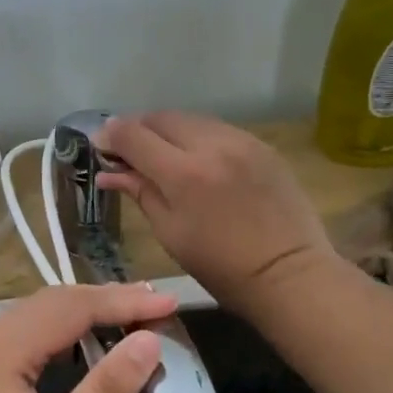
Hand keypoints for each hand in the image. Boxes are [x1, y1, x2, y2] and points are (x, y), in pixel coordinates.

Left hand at [0, 282, 175, 392]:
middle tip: (156, 305)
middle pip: (50, 303)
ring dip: (81, 314)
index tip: (170, 303)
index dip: (123, 302)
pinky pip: (20, 338)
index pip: (71, 307)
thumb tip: (149, 340)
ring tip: (128, 316)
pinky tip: (80, 346)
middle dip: (104, 300)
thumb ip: (106, 389)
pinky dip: (57, 334)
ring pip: (33, 317)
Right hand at [95, 111, 337, 316]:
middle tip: (128, 152)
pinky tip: (195, 160)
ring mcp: (241, 141)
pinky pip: (217, 129)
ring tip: (161, 155)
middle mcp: (211, 145)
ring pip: (189, 119)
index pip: (133, 135)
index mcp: (183, 174)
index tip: (102, 148)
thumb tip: (108, 172)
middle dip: (138, 130)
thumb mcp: (170, 233)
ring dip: (167, 131)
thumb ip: (139, 192)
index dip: (111, 136)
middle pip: (160, 118)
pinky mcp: (261, 145)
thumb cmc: (221, 267)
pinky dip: (197, 137)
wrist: (290, 274)